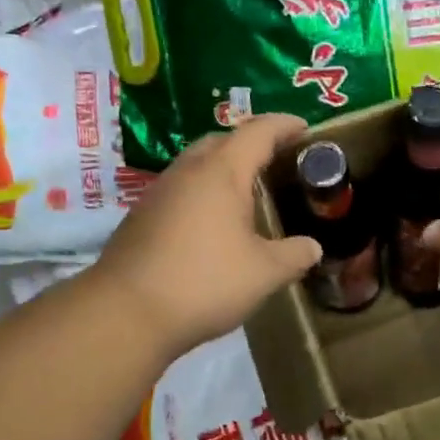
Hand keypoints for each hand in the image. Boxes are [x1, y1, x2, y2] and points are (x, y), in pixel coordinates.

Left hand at [92, 114, 320, 360]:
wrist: (126, 313)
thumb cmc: (205, 282)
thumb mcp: (265, 273)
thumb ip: (295, 255)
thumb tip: (312, 248)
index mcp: (221, 173)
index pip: (258, 132)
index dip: (284, 126)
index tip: (305, 127)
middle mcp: (187, 172)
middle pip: (221, 141)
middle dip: (251, 144)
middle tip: (276, 161)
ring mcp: (158, 194)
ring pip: (196, 166)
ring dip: (223, 170)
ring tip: (247, 192)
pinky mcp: (141, 218)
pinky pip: (180, 191)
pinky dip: (203, 194)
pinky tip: (213, 225)